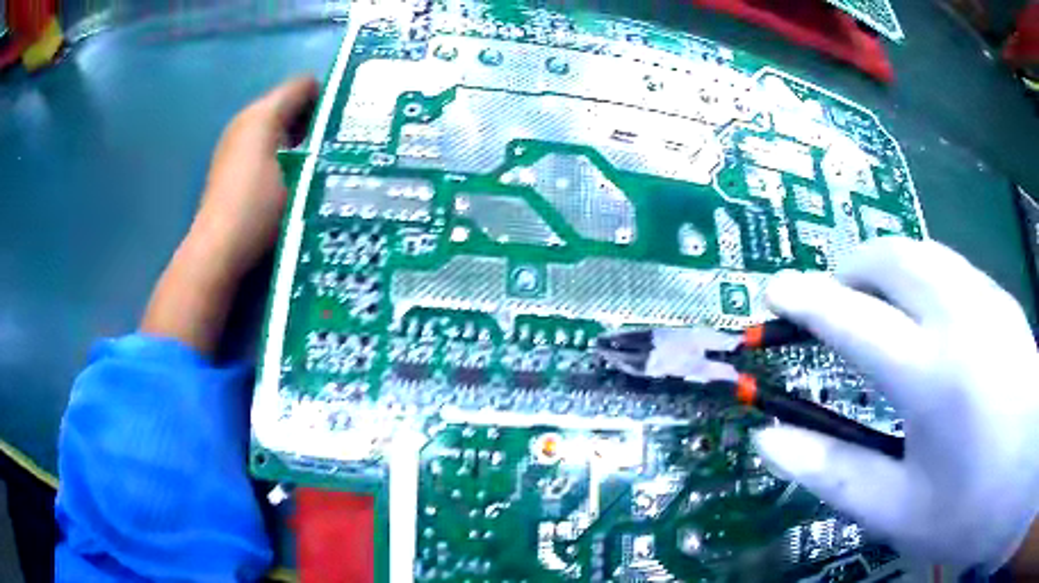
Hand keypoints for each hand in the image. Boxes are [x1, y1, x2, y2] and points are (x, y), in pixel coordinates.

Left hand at [141, 76, 317, 353]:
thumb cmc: (258, 208)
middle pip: (288, 103)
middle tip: (337, 146)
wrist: (217, 250)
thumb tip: (339, 135)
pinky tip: (289, 178)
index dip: (327, 98)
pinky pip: (262, 144)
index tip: (345, 124)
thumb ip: (319, 147)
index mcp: (263, 113)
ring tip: (317, 164)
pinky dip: (279, 152)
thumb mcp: (298, 176)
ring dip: (297, 138)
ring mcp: (234, 142)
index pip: (303, 84)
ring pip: (275, 126)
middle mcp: (245, 119)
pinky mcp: (228, 164)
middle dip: (314, 119)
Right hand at [753, 237, 1038, 572]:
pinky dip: (923, 275)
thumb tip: (770, 441)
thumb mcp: (898, 510)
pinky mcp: (1003, 300)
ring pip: (925, 251)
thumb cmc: (969, 509)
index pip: (852, 319)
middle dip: (852, 267)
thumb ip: (833, 473)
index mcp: (931, 375)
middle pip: (893, 258)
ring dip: (888, 266)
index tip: (775, 288)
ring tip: (875, 302)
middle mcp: (960, 317)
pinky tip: (927, 316)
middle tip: (833, 299)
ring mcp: (987, 300)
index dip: (807, 299)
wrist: (1020, 477)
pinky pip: (952, 266)